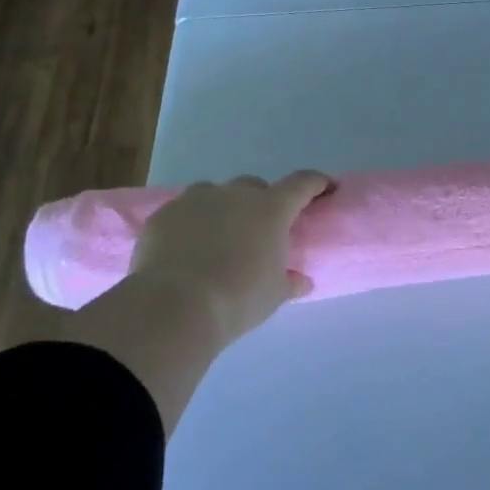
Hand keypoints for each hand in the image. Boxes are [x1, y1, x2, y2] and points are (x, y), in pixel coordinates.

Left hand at [129, 170, 334, 347]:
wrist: (175, 306)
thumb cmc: (239, 298)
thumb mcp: (275, 294)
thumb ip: (290, 281)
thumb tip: (301, 281)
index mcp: (271, 209)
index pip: (302, 184)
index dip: (316, 183)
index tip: (326, 187)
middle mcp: (235, 195)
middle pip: (255, 186)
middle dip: (262, 202)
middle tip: (261, 229)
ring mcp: (196, 200)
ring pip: (215, 194)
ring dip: (223, 208)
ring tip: (220, 237)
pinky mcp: (164, 214)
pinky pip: (184, 211)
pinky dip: (191, 223)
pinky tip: (187, 248)